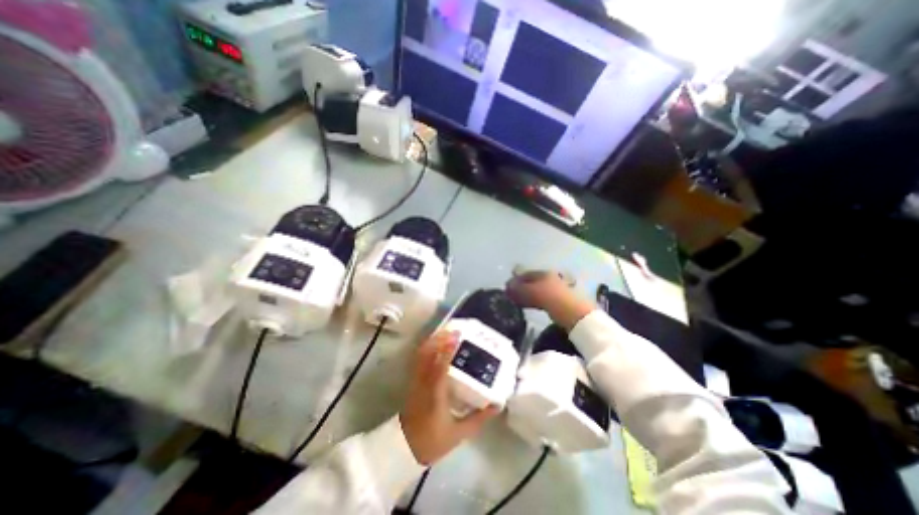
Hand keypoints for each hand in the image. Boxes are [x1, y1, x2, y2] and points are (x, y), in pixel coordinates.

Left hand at [401, 332, 499, 463]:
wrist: (404, 449)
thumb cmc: (433, 440)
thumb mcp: (460, 433)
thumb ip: (479, 418)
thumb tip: (497, 405)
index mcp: (435, 395)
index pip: (440, 368)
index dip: (447, 351)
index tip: (456, 337)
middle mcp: (423, 384)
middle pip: (427, 355)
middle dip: (439, 339)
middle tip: (454, 330)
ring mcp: (415, 381)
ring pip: (421, 355)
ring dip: (433, 341)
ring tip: (446, 332)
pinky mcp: (412, 381)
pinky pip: (419, 359)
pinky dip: (427, 348)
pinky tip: (436, 344)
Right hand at [505, 269, 591, 329]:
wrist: (574, 313)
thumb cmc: (551, 298)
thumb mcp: (531, 292)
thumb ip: (518, 289)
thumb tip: (507, 287)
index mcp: (544, 273)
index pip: (526, 274)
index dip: (515, 279)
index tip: (507, 287)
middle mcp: (550, 279)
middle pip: (531, 282)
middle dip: (520, 288)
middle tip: (510, 295)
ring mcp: (555, 289)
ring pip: (536, 291)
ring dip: (526, 295)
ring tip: (517, 302)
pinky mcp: (558, 301)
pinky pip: (541, 299)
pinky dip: (533, 301)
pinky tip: (529, 306)